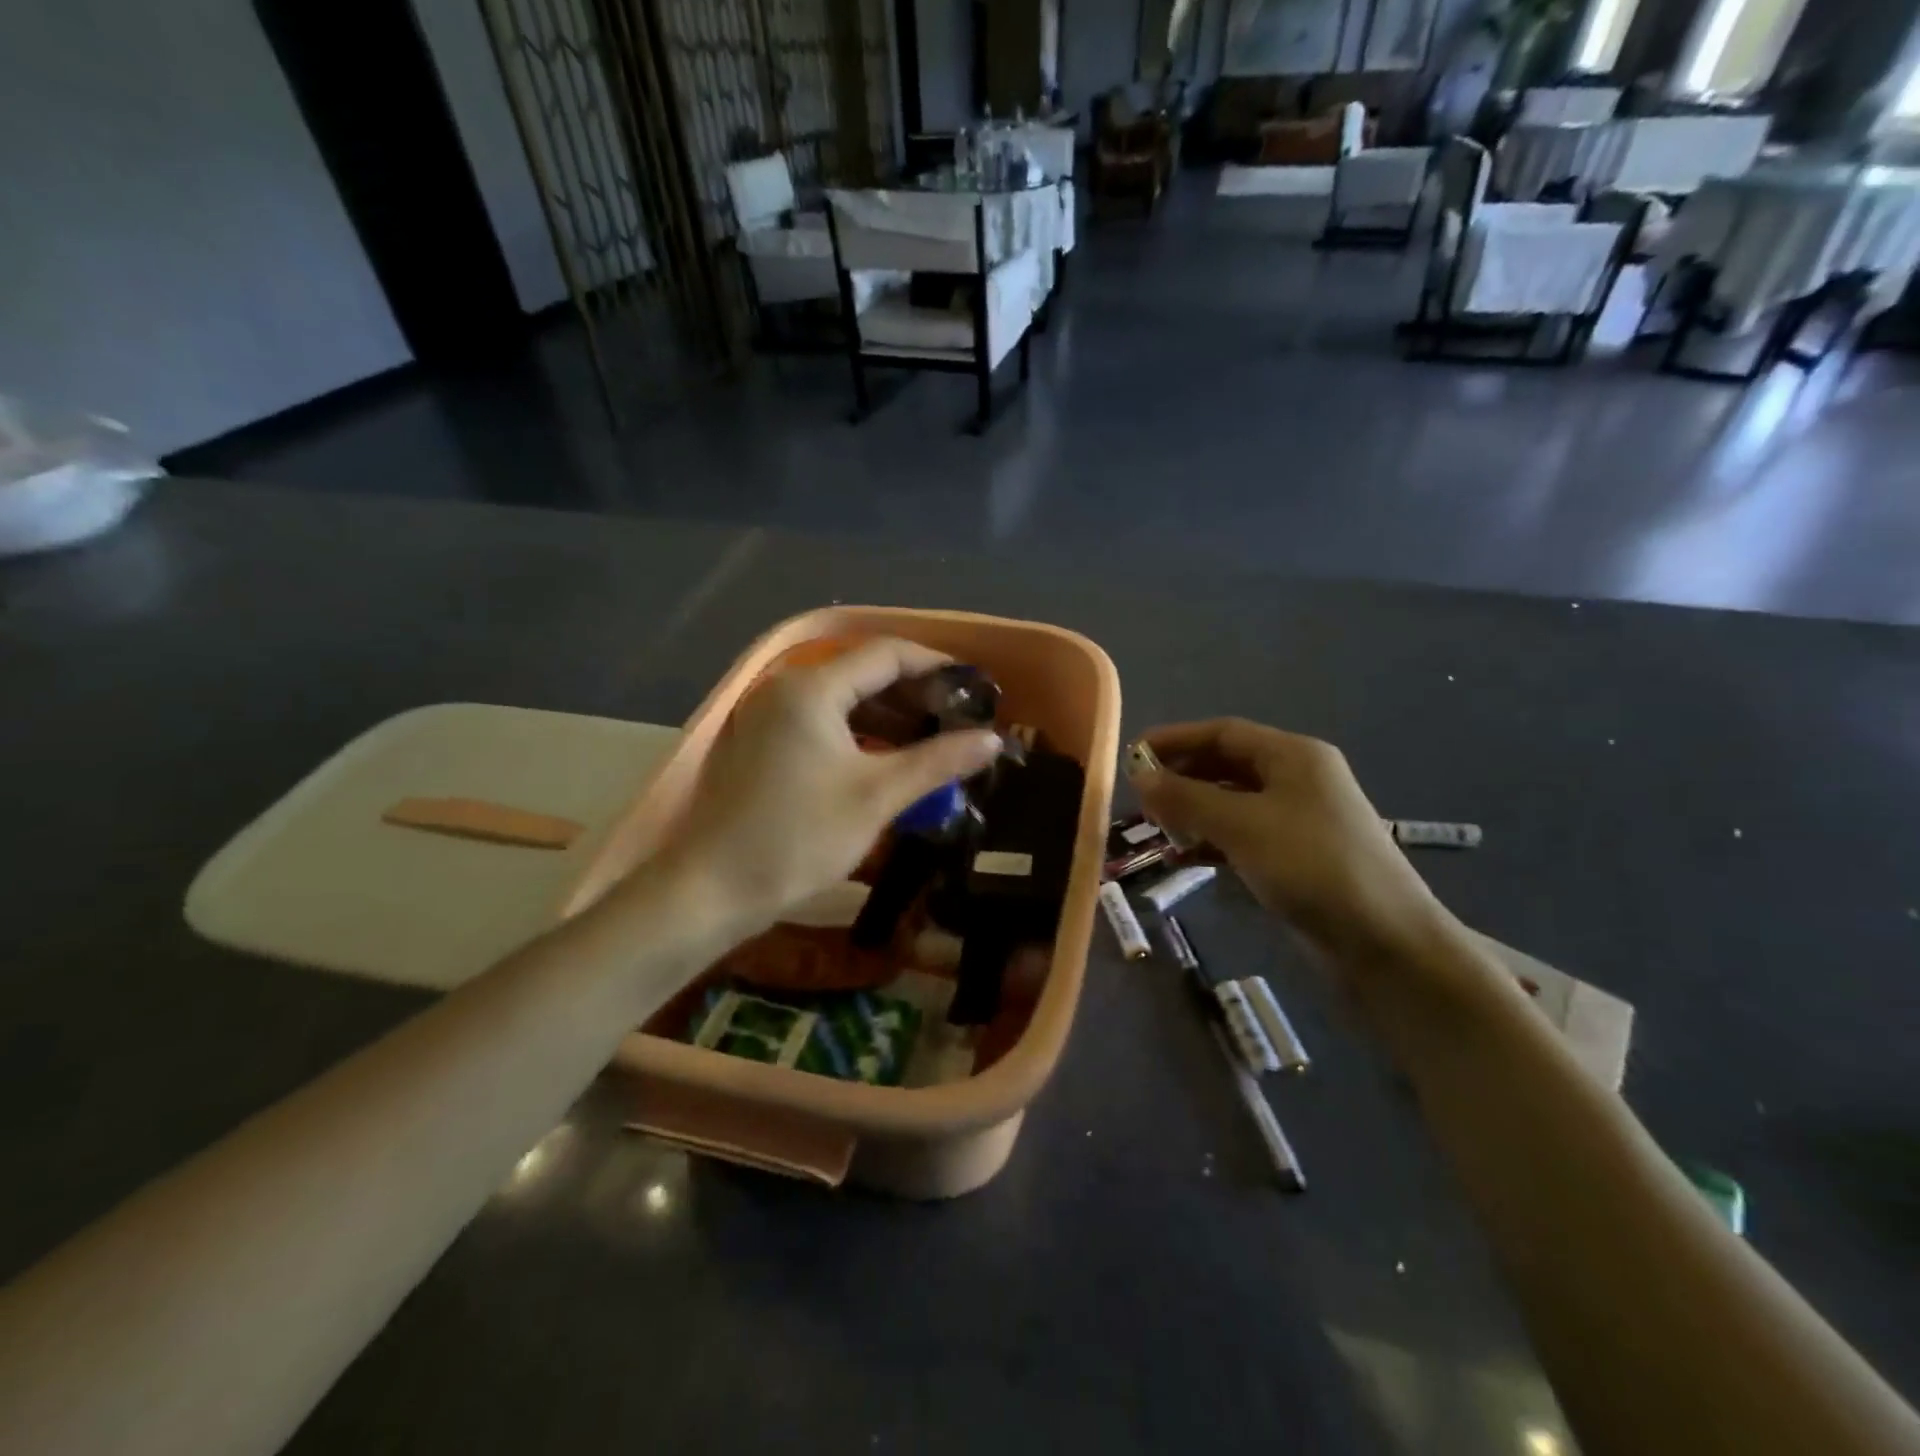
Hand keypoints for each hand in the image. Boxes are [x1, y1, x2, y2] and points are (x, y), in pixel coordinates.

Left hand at [660, 638, 1001, 929]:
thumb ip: (938, 761)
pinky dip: (859, 734)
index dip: (936, 665)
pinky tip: (887, 759)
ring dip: (888, 716)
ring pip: (842, 700)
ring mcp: (768, 715)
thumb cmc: (799, 837)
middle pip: (863, 672)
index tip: (974, 688)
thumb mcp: (877, 796)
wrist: (712, 888)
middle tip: (959, 719)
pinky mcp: (761, 743)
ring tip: (933, 741)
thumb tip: (993, 739)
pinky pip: (821, 722)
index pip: (887, 654)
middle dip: (915, 693)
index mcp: (812, 688)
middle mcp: (786, 688)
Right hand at [1130, 719, 1451, 964]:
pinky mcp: (1297, 857)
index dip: (1175, 739)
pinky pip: (1243, 836)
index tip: (1131, 755)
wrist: (1385, 941)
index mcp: (1293, 756)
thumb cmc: (1312, 866)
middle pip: (1227, 764)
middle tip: (1140, 796)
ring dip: (1193, 810)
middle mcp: (1298, 779)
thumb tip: (1138, 774)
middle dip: (1181, 776)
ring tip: (1156, 827)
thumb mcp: (1242, 825)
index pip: (1223, 732)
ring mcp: (1299, 820)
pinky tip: (1184, 857)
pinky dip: (1212, 841)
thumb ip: (1186, 797)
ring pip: (1232, 802)